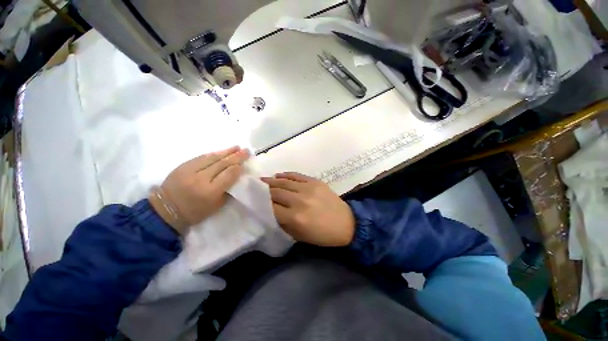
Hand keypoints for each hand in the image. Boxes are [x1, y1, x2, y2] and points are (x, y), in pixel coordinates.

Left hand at [149, 146, 249, 233]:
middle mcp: (200, 179)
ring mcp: (190, 170)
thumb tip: (237, 176)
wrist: (166, 209)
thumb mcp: (217, 206)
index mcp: (210, 192)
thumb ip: (228, 190)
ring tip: (237, 147)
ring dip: (226, 151)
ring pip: (212, 157)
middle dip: (236, 156)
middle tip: (246, 151)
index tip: (245, 163)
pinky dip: (213, 154)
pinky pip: (202, 157)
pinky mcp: (183, 165)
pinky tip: (221, 151)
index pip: (229, 174)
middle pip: (222, 163)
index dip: (238, 167)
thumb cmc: (196, 211)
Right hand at [261, 172, 354, 246]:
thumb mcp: (299, 236)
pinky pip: (297, 175)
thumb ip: (283, 223)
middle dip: (264, 191)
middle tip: (255, 188)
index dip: (261, 203)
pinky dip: (286, 175)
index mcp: (295, 217)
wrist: (347, 223)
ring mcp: (308, 188)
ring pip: (284, 182)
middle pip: (276, 192)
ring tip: (262, 180)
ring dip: (272, 181)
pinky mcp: (315, 182)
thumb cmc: (322, 235)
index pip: (271, 207)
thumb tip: (270, 211)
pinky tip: (278, 175)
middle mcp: (299, 200)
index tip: (254, 200)